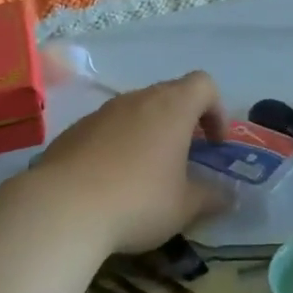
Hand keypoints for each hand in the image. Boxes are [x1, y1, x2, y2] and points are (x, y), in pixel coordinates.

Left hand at [27, 71, 228, 254]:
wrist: (61, 208)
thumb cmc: (137, 201)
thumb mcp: (184, 207)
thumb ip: (212, 197)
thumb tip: (231, 196)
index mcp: (172, 108)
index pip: (203, 84)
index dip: (216, 110)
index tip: (213, 144)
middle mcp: (137, 100)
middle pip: (169, 94)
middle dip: (182, 121)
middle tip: (184, 158)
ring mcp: (102, 112)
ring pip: (135, 110)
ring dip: (148, 132)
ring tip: (147, 172)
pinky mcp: (74, 130)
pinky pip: (107, 128)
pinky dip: (118, 144)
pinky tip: (110, 181)